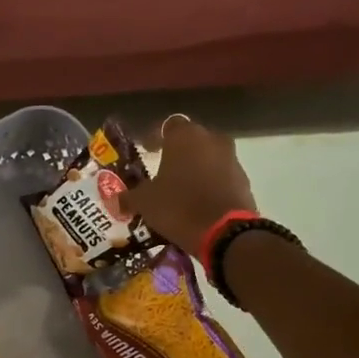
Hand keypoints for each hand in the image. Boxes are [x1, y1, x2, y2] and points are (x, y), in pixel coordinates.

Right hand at [121, 113, 259, 256]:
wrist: (224, 232)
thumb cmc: (178, 206)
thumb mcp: (145, 203)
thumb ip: (129, 197)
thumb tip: (114, 199)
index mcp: (184, 136)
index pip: (168, 125)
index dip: (156, 137)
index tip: (147, 151)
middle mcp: (211, 139)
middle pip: (191, 141)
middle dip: (178, 154)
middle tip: (163, 172)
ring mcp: (232, 158)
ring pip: (208, 158)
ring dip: (196, 169)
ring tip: (181, 190)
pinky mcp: (244, 179)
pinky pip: (221, 177)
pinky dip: (210, 185)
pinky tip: (199, 203)